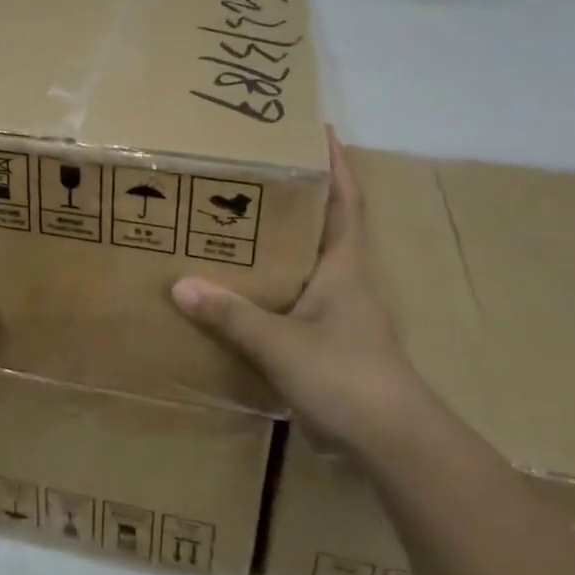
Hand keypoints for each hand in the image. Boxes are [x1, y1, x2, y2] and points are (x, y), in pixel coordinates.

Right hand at [171, 128, 424, 450]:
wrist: (394, 443)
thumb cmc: (347, 376)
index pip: (345, 202)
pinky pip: (296, 297)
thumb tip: (180, 284)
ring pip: (308, 263)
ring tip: (240, 220)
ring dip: (284, 239)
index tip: (319, 131)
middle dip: (299, 195)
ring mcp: (341, 313)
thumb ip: (231, 314)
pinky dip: (275, 283)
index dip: (336, 165)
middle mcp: (345, 281)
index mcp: (344, 266)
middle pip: (324, 226)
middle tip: (255, 172)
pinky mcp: (332, 342)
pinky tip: (245, 286)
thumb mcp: (281, 343)